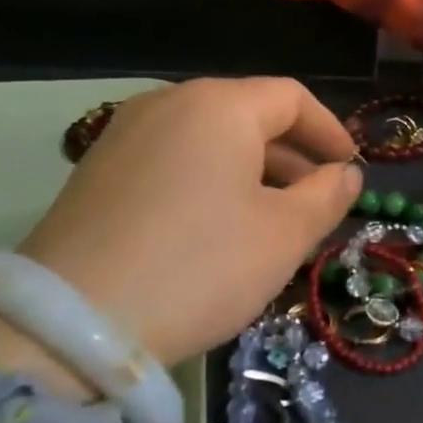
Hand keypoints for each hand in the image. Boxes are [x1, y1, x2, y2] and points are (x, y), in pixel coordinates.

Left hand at [0, 79, 359, 392]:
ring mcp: (126, 133)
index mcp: (219, 106)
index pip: (292, 98)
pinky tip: (221, 227)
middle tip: (319, 202)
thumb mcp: (283, 235)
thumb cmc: (200, 267)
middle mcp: (169, 103)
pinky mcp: (99, 169)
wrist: (71, 324)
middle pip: (249, 115)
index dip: (331, 131)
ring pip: (211, 140)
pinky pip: (175, 160)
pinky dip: (211, 181)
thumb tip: (346, 174)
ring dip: (254, 172)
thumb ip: (327, 196)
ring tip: (275, 220)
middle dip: (294, 156)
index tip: (352, 169)